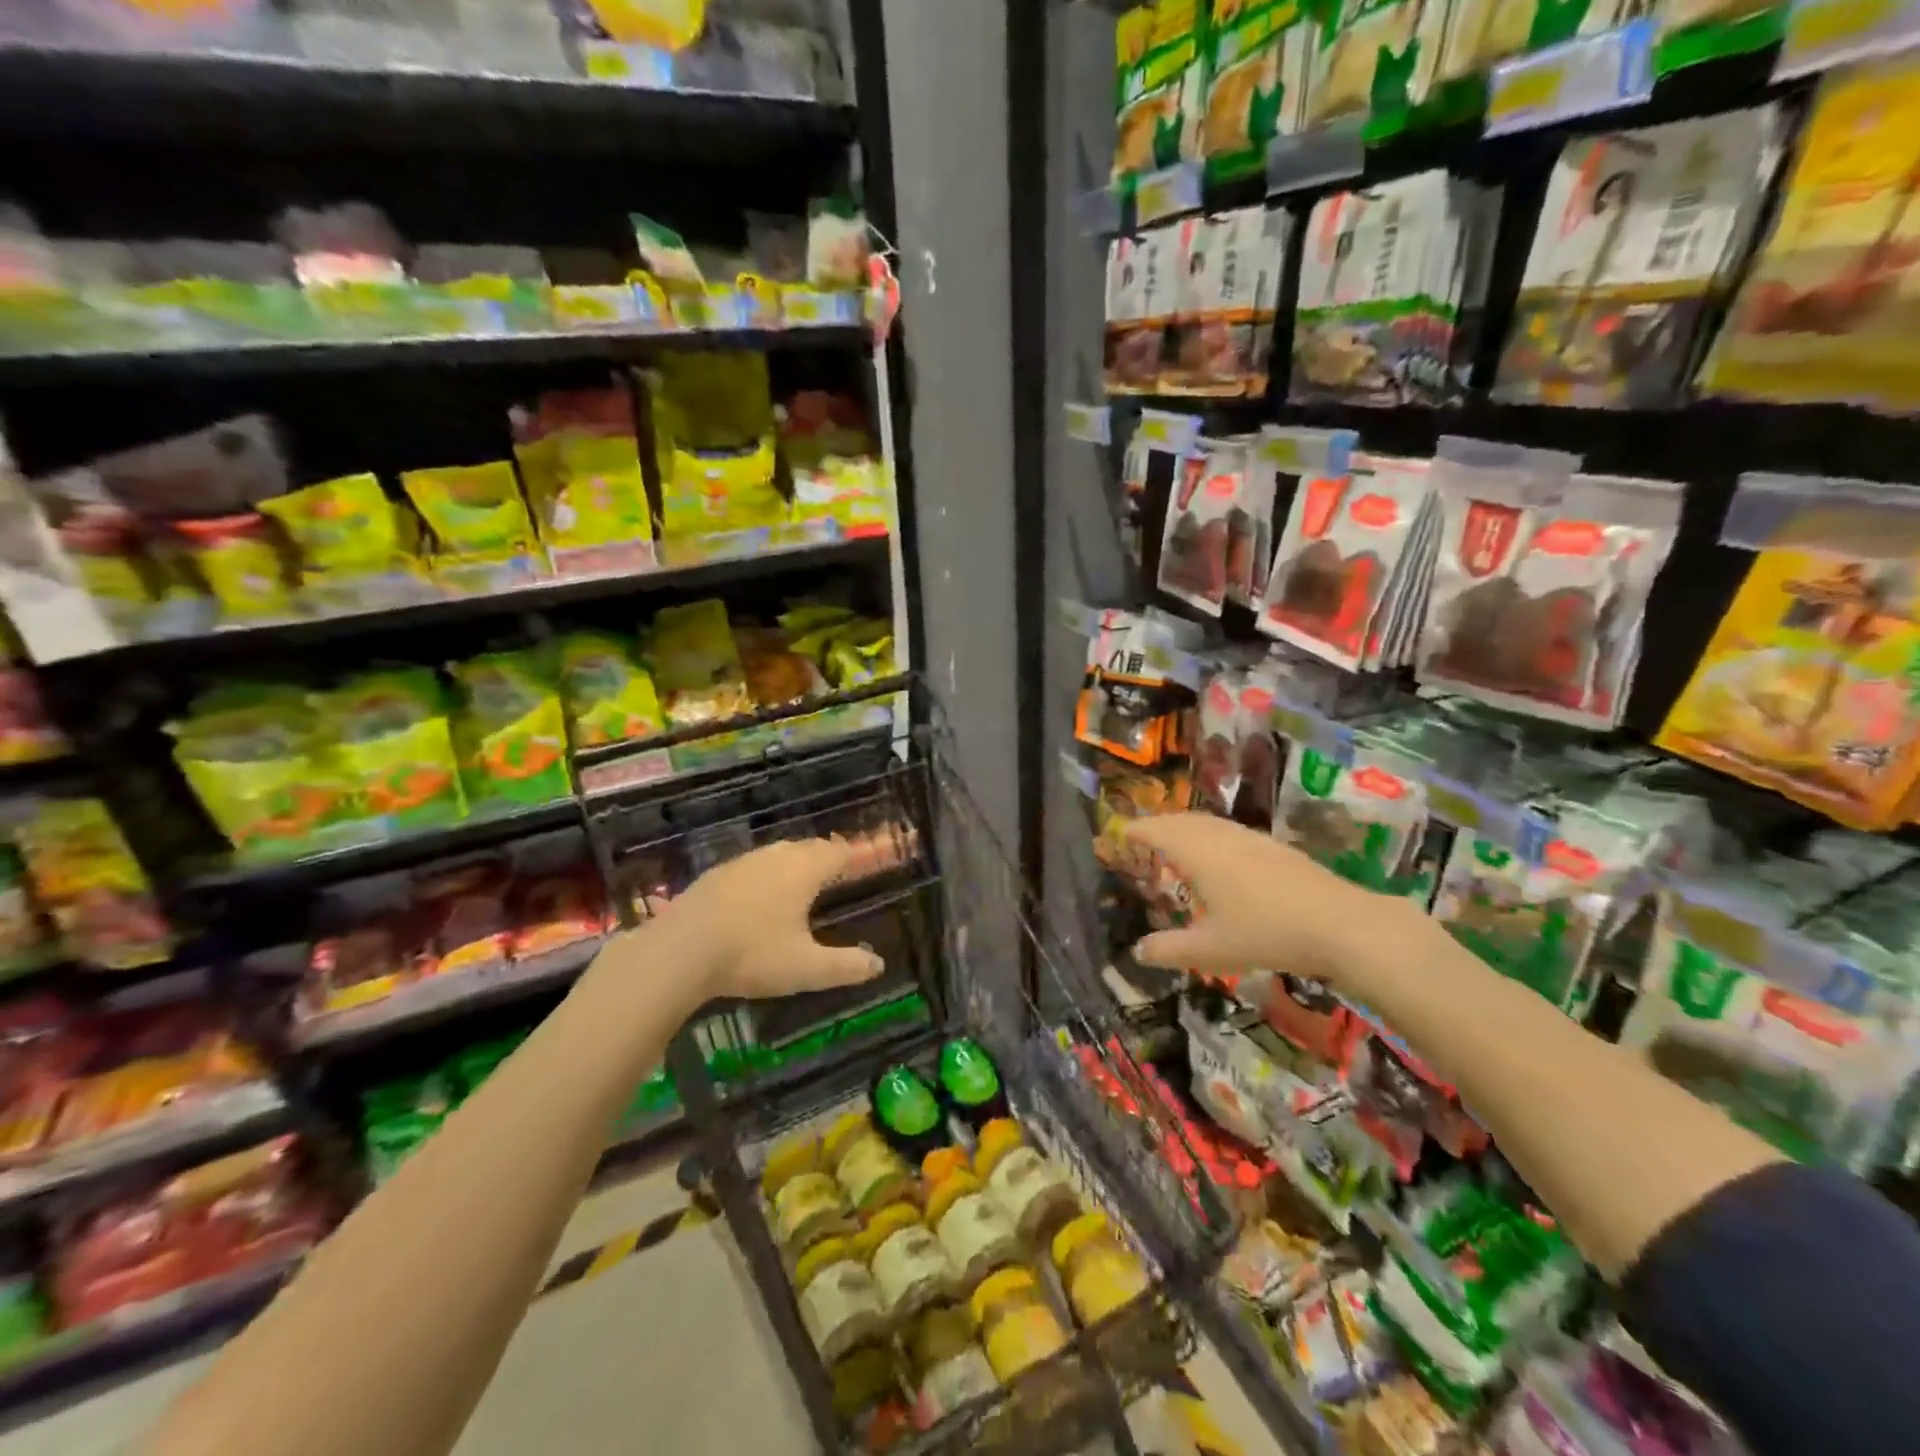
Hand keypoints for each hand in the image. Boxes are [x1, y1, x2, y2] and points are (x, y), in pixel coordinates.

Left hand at [656, 837, 884, 1002]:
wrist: (678, 951)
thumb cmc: (752, 954)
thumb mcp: (806, 968)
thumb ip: (846, 966)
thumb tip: (878, 965)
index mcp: (803, 871)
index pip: (836, 851)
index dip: (850, 856)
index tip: (859, 865)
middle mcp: (775, 857)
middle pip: (807, 847)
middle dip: (822, 858)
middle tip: (832, 876)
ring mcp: (741, 863)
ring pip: (776, 854)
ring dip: (790, 865)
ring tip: (796, 887)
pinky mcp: (714, 875)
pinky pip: (750, 868)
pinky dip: (762, 877)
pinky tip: (754, 900)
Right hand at [1119, 814, 1404, 987]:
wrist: (1341, 924)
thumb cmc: (1266, 933)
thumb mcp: (1211, 950)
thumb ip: (1169, 950)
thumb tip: (1137, 951)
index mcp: (1197, 852)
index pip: (1155, 830)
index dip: (1134, 831)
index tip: (1118, 834)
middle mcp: (1220, 836)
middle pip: (1180, 821)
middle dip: (1158, 827)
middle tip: (1142, 840)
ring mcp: (1250, 838)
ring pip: (1207, 823)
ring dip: (1185, 830)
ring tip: (1176, 848)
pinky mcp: (1273, 847)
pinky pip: (1228, 831)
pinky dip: (1210, 837)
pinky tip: (1220, 860)